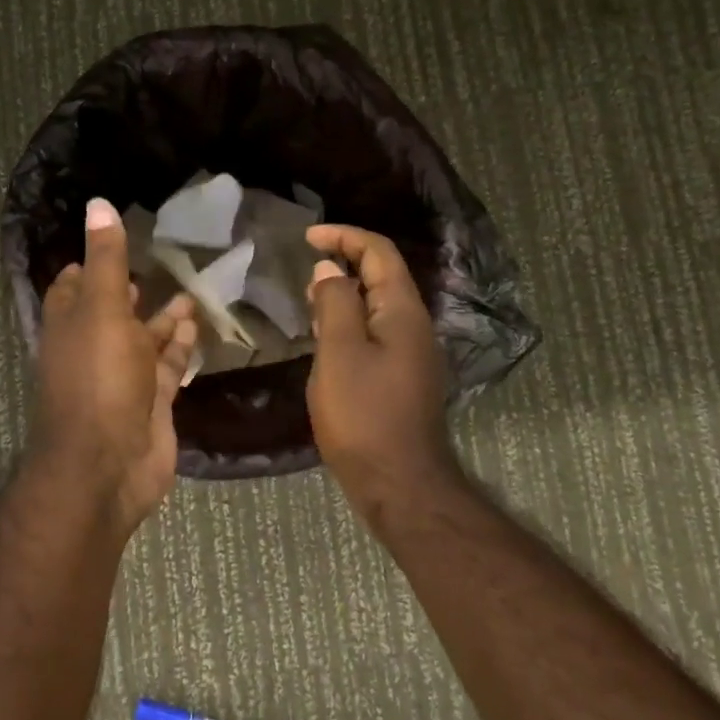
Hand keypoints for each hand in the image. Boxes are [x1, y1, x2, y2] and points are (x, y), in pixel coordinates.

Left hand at [28, 198, 197, 530]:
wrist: (108, 464)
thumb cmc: (100, 378)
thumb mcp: (102, 308)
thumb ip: (107, 259)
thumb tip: (98, 204)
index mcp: (70, 324)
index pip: (73, 286)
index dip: (90, 263)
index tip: (115, 240)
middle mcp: (93, 349)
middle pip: (112, 312)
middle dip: (133, 290)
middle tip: (161, 263)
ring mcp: (122, 379)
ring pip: (144, 340)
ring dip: (164, 318)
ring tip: (192, 292)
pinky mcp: (150, 402)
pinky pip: (166, 367)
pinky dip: (180, 347)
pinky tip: (197, 326)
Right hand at [304, 225, 453, 497]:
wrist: (399, 482)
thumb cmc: (363, 415)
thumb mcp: (339, 353)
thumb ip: (335, 304)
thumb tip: (330, 269)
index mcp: (401, 312)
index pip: (379, 253)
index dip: (344, 237)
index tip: (307, 238)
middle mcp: (414, 325)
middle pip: (383, 276)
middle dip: (345, 260)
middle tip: (306, 267)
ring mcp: (412, 353)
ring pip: (378, 305)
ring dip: (346, 292)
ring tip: (310, 297)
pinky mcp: (402, 377)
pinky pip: (376, 331)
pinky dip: (350, 320)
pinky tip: (327, 337)